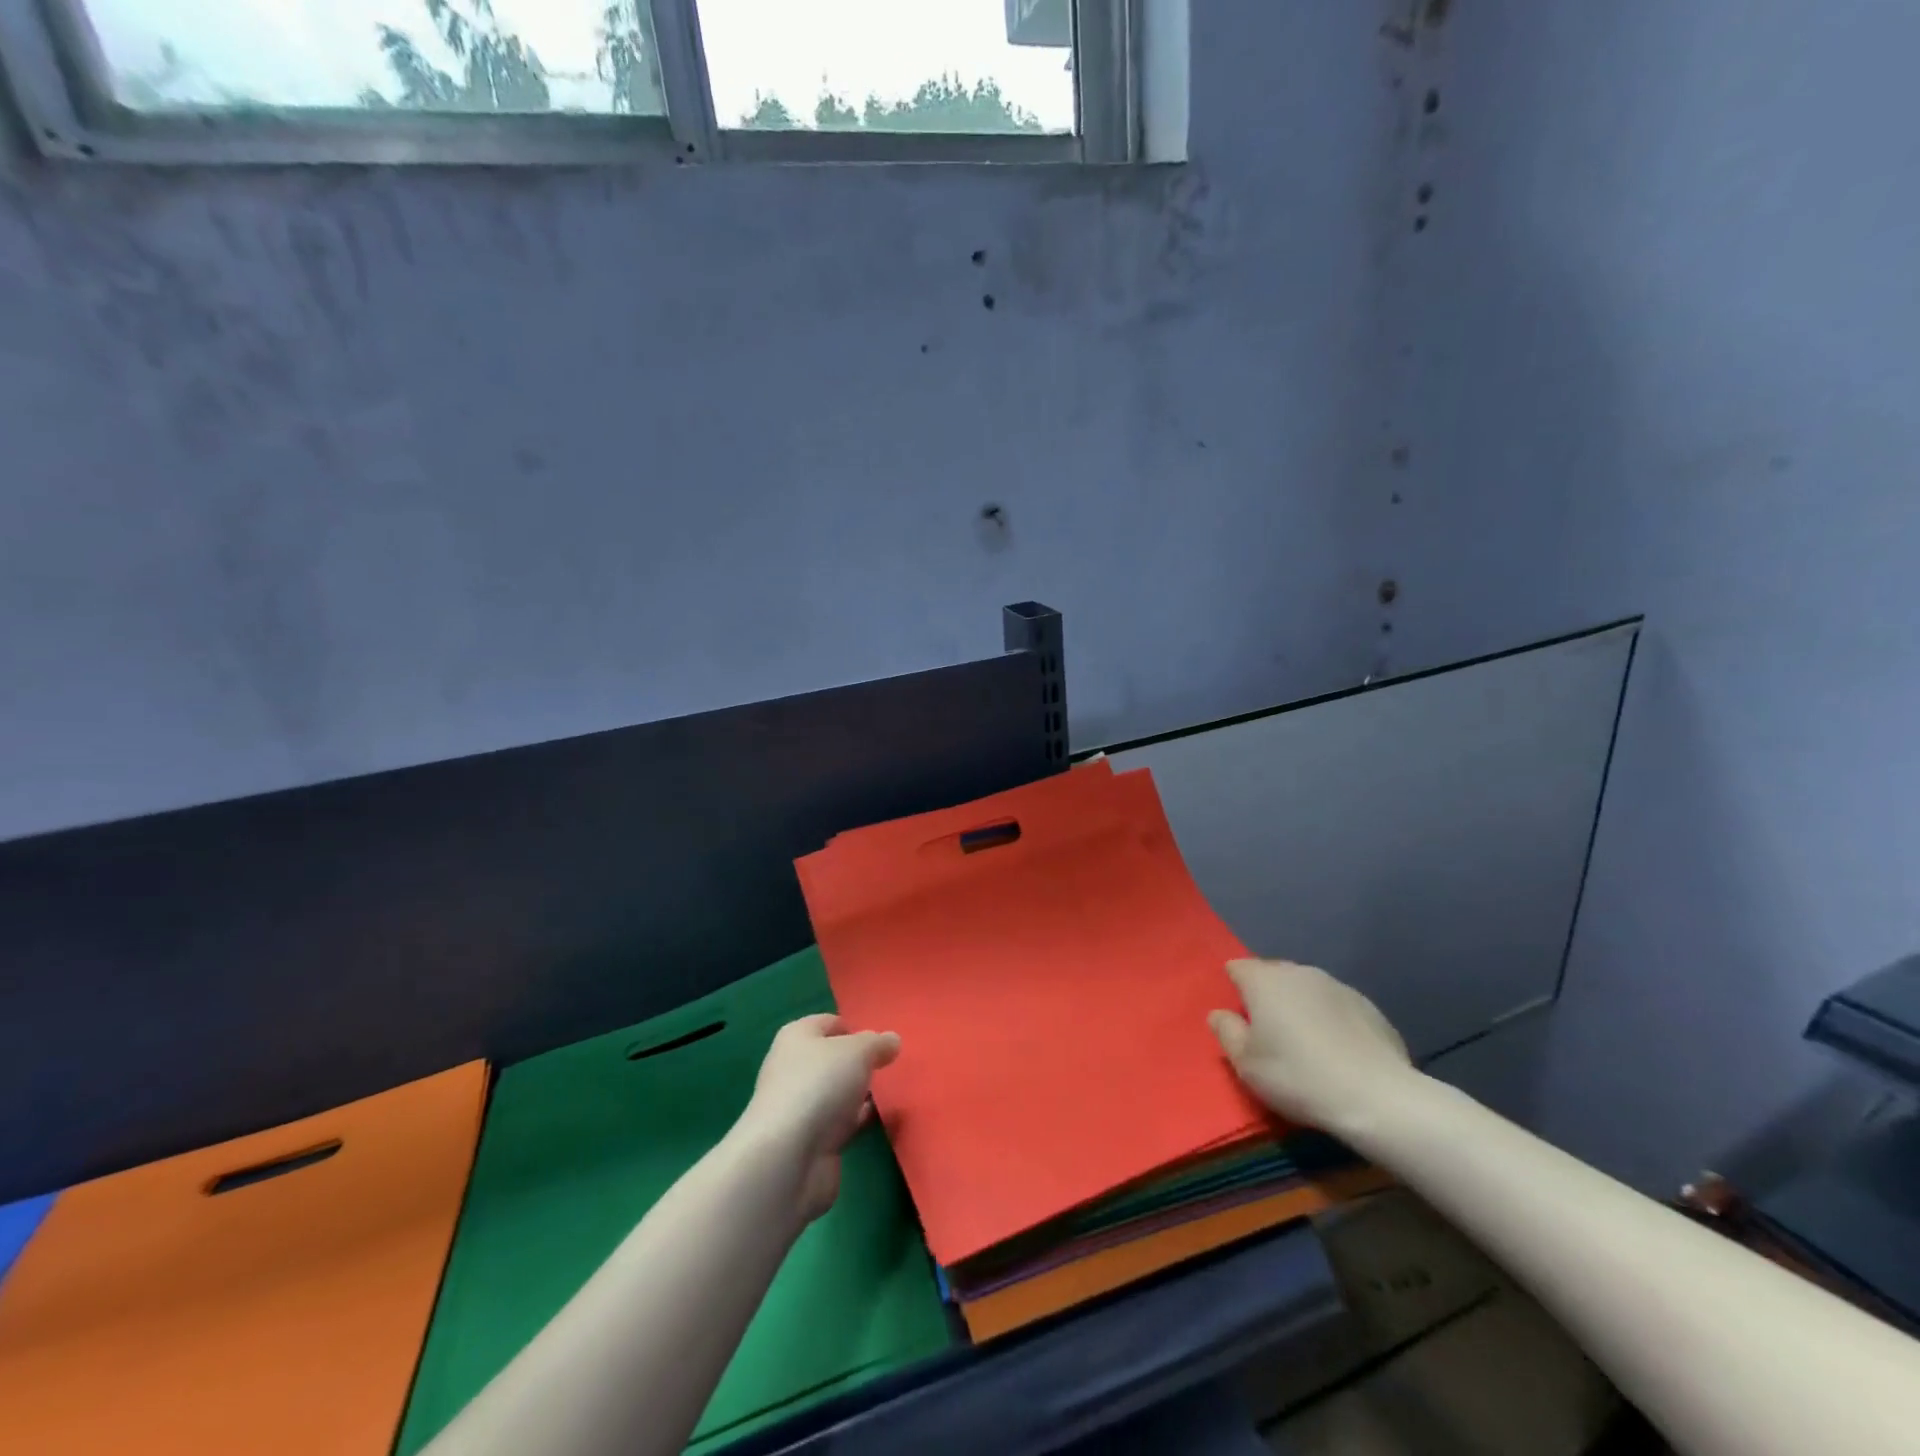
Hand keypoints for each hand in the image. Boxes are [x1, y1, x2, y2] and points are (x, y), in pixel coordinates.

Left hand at [739, 1014, 900, 1223]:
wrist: (789, 1157)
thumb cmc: (820, 1084)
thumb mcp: (858, 1051)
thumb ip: (878, 1043)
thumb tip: (891, 1041)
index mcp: (797, 1037)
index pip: (828, 1023)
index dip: (854, 1028)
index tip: (880, 1041)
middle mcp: (794, 1068)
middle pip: (832, 1059)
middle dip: (859, 1063)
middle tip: (889, 1066)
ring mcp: (800, 1107)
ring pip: (837, 1092)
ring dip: (859, 1093)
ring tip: (893, 1092)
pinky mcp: (810, 1141)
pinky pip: (840, 1123)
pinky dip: (858, 1120)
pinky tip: (881, 1120)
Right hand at [1208, 958, 1416, 1135]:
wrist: (1377, 1097)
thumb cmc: (1298, 1076)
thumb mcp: (1246, 1064)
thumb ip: (1226, 1032)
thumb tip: (1220, 1014)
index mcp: (1264, 980)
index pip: (1238, 968)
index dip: (1234, 988)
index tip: (1239, 1018)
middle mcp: (1299, 972)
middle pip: (1273, 975)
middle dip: (1267, 996)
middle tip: (1269, 1034)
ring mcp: (1337, 985)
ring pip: (1306, 989)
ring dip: (1300, 1006)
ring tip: (1306, 1043)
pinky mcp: (1368, 1005)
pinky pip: (1336, 1006)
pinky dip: (1330, 1020)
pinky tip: (1338, 1051)